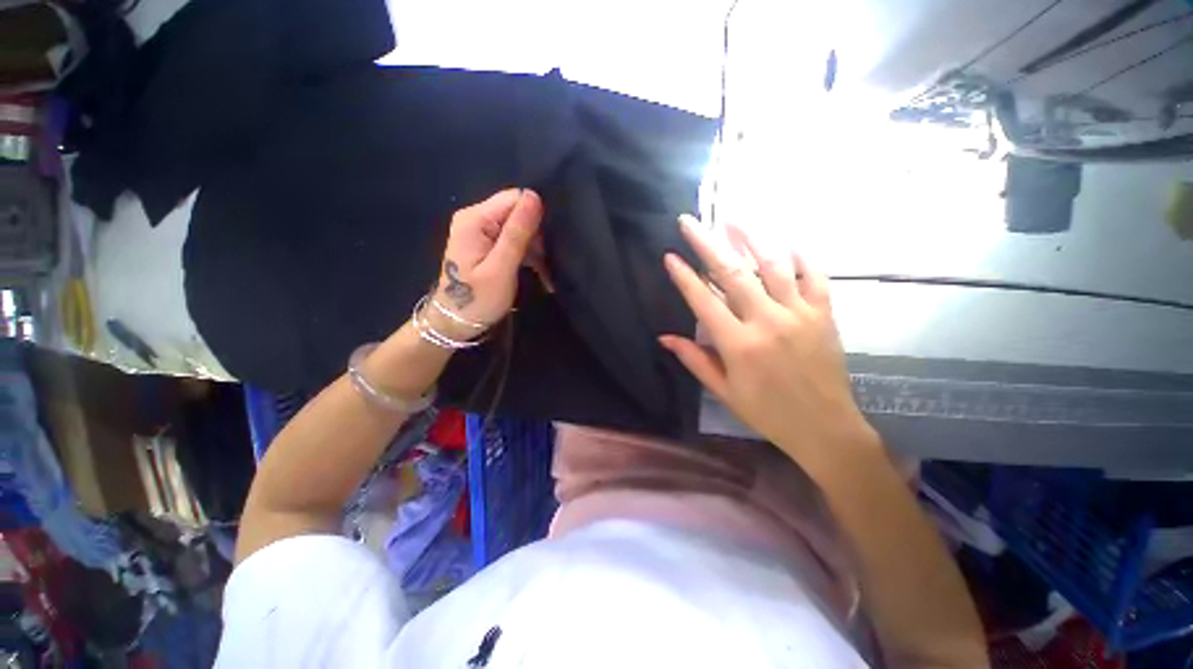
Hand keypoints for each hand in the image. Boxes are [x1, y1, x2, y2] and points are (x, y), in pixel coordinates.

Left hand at [426, 189, 544, 338]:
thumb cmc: (479, 299)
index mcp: (475, 219)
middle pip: (517, 212)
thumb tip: (534, 196)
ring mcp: (480, 231)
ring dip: (534, 248)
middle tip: (545, 263)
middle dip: (536, 235)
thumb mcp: (501, 268)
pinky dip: (527, 254)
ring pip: (519, 227)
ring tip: (544, 272)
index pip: (515, 198)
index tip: (545, 246)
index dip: (535, 217)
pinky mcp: (485, 243)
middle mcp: (475, 217)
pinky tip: (537, 270)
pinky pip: (513, 239)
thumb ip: (517, 233)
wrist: (456, 322)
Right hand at [660, 215, 875, 466]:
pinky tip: (787, 242)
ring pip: (773, 265)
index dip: (684, 276)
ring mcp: (799, 314)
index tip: (670, 256)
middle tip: (690, 222)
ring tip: (733, 220)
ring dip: (751, 239)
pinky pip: (814, 276)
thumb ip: (695, 359)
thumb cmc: (767, 412)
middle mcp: (767, 321)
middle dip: (707, 244)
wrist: (825, 428)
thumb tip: (664, 337)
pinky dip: (801, 257)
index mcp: (738, 344)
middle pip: (732, 273)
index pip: (703, 301)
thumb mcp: (724, 391)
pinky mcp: (824, 314)